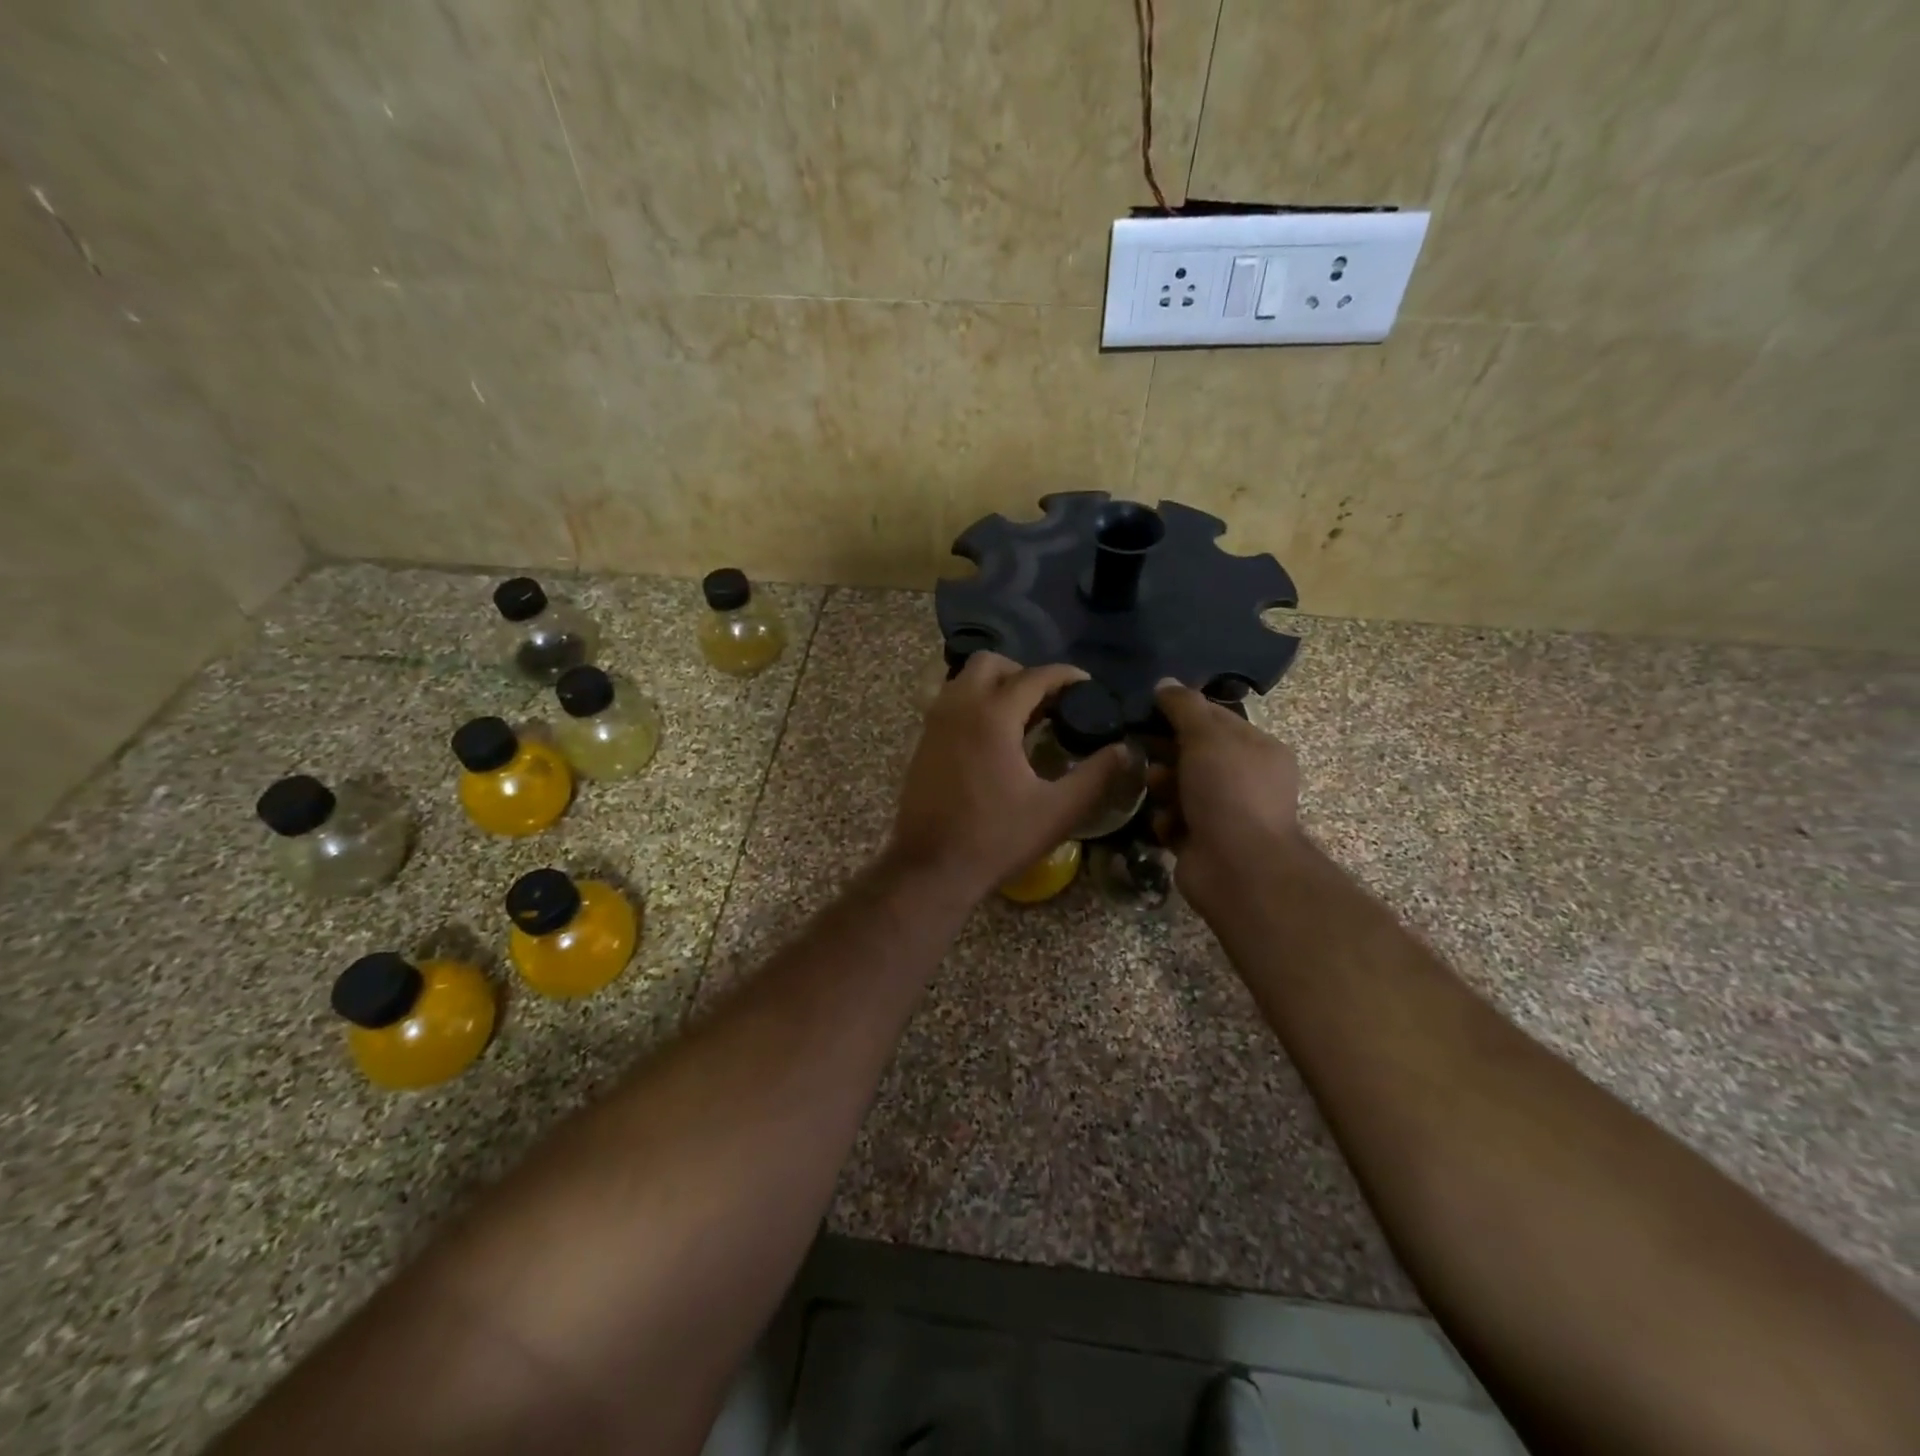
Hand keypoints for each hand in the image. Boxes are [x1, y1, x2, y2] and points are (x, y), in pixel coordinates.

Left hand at [886, 654, 1130, 899]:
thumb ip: (1096, 776)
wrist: (930, 868)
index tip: (1086, 686)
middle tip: (1048, 701)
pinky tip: (993, 738)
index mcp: (993, 716)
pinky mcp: (923, 741)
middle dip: (1022, 672)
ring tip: (1022, 716)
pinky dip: (973, 703)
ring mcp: (935, 723)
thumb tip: (1125, 750)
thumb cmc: (996, 839)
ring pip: (964, 680)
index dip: (1065, 676)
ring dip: (994, 685)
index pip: (1034, 676)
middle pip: (990, 663)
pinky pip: (950, 702)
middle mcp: (959, 707)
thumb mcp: (1057, 811)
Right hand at [1150, 680, 1303, 907]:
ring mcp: (1224, 812)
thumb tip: (1164, 683)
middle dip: (1166, 751)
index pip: (1214, 718)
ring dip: (1162, 785)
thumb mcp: (1206, 736)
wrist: (1238, 868)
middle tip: (1139, 747)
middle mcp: (1245, 779)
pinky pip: (1173, 820)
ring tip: (1154, 789)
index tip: (1146, 709)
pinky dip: (1165, 820)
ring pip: (1179, 787)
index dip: (1181, 711)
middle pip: (1193, 753)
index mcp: (1258, 749)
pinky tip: (1164, 823)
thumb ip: (1184, 707)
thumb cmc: (1228, 791)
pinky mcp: (1202, 841)